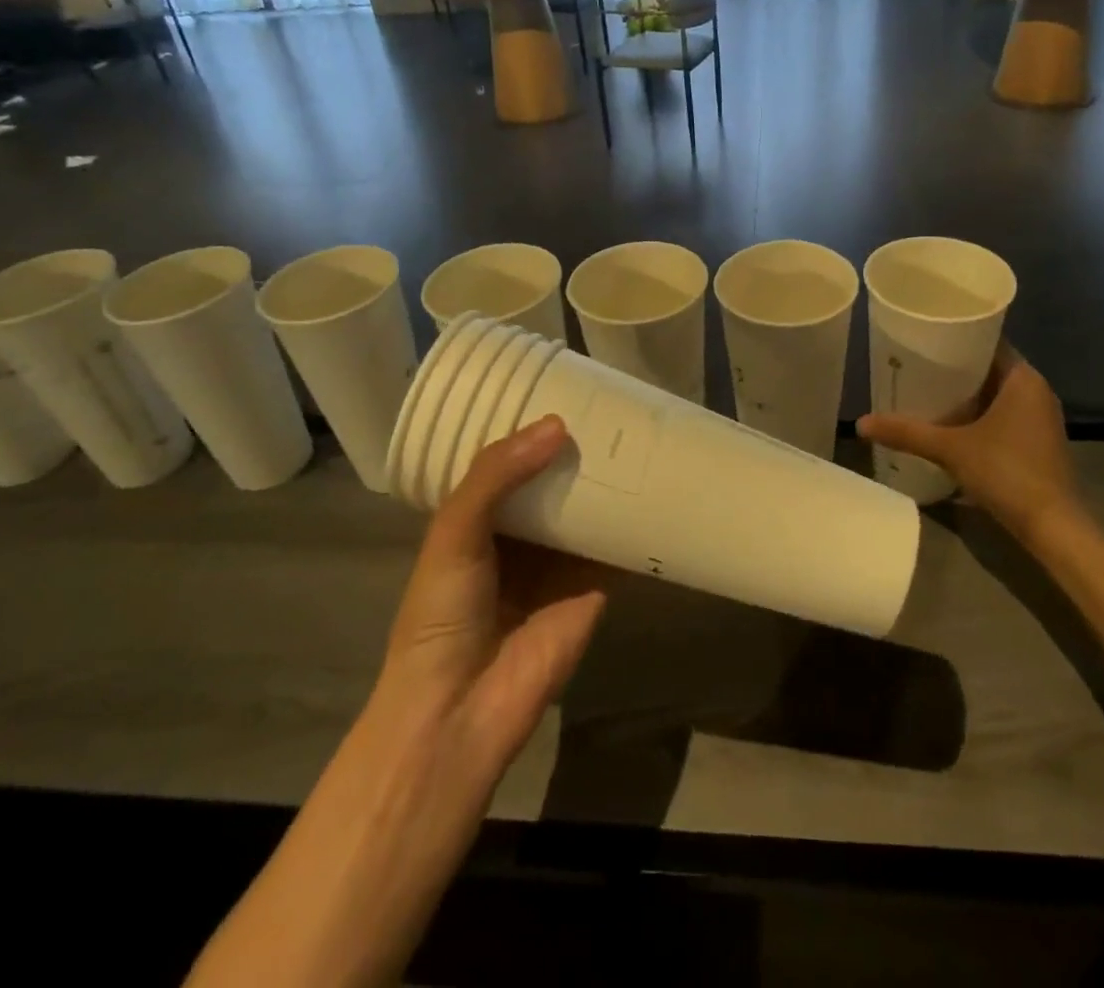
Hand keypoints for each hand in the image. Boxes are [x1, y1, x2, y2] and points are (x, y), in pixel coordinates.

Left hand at [365, 414, 607, 792]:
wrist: (461, 711)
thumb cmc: (441, 615)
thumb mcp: (454, 533)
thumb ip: (496, 476)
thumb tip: (558, 425)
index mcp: (480, 520)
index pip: (510, 463)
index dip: (530, 431)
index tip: (563, 391)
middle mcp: (522, 535)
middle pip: (555, 481)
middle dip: (577, 451)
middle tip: (613, 405)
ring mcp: (560, 561)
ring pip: (588, 509)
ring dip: (609, 480)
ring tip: (642, 432)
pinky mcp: (594, 586)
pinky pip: (617, 546)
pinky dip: (635, 522)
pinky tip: (661, 486)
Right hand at [858, 345, 1080, 536]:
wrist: (1052, 526)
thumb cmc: (1006, 472)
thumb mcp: (950, 449)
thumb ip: (906, 433)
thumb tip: (859, 424)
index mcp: (1023, 378)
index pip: (988, 341)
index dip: (956, 337)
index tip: (924, 338)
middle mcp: (1036, 391)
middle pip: (989, 367)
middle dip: (954, 368)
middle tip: (915, 364)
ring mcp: (1039, 418)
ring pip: (996, 393)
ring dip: (965, 393)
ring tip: (925, 390)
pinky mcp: (1037, 441)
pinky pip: (1002, 413)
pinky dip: (978, 414)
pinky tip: (949, 423)